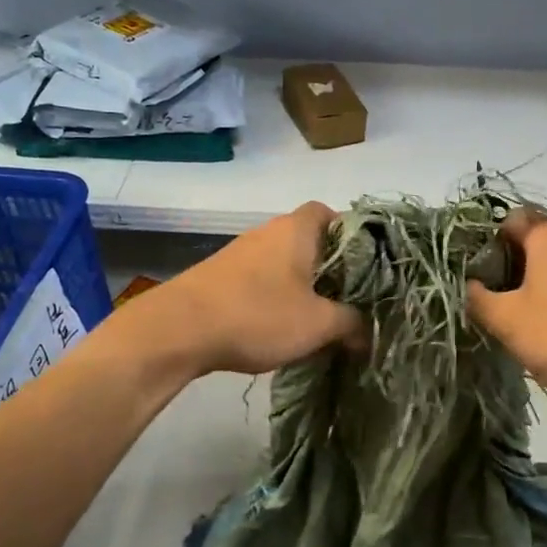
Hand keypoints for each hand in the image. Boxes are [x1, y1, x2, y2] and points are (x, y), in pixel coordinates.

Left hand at [133, 202, 362, 377]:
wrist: (178, 330)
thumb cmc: (258, 315)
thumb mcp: (317, 324)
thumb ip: (351, 324)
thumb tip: (368, 333)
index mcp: (296, 229)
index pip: (330, 213)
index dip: (351, 235)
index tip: (365, 266)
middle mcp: (268, 232)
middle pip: (309, 241)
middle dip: (330, 269)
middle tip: (348, 299)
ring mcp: (240, 253)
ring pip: (284, 263)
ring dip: (302, 286)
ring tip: (317, 319)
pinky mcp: (220, 277)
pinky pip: (261, 280)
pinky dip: (276, 297)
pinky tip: (280, 327)